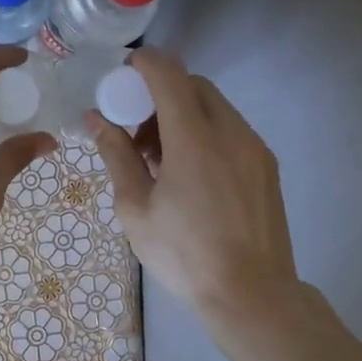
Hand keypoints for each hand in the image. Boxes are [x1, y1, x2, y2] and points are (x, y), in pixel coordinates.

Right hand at [87, 48, 306, 335]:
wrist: (252, 296)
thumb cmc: (183, 255)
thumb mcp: (135, 208)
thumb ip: (116, 155)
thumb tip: (95, 118)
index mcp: (194, 140)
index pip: (168, 74)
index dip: (142, 64)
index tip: (120, 77)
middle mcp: (230, 132)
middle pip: (193, 85)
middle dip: (159, 93)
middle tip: (134, 128)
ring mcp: (254, 148)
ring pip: (214, 107)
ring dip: (182, 113)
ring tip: (159, 156)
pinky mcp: (266, 166)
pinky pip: (230, 129)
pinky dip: (204, 132)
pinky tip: (188, 172)